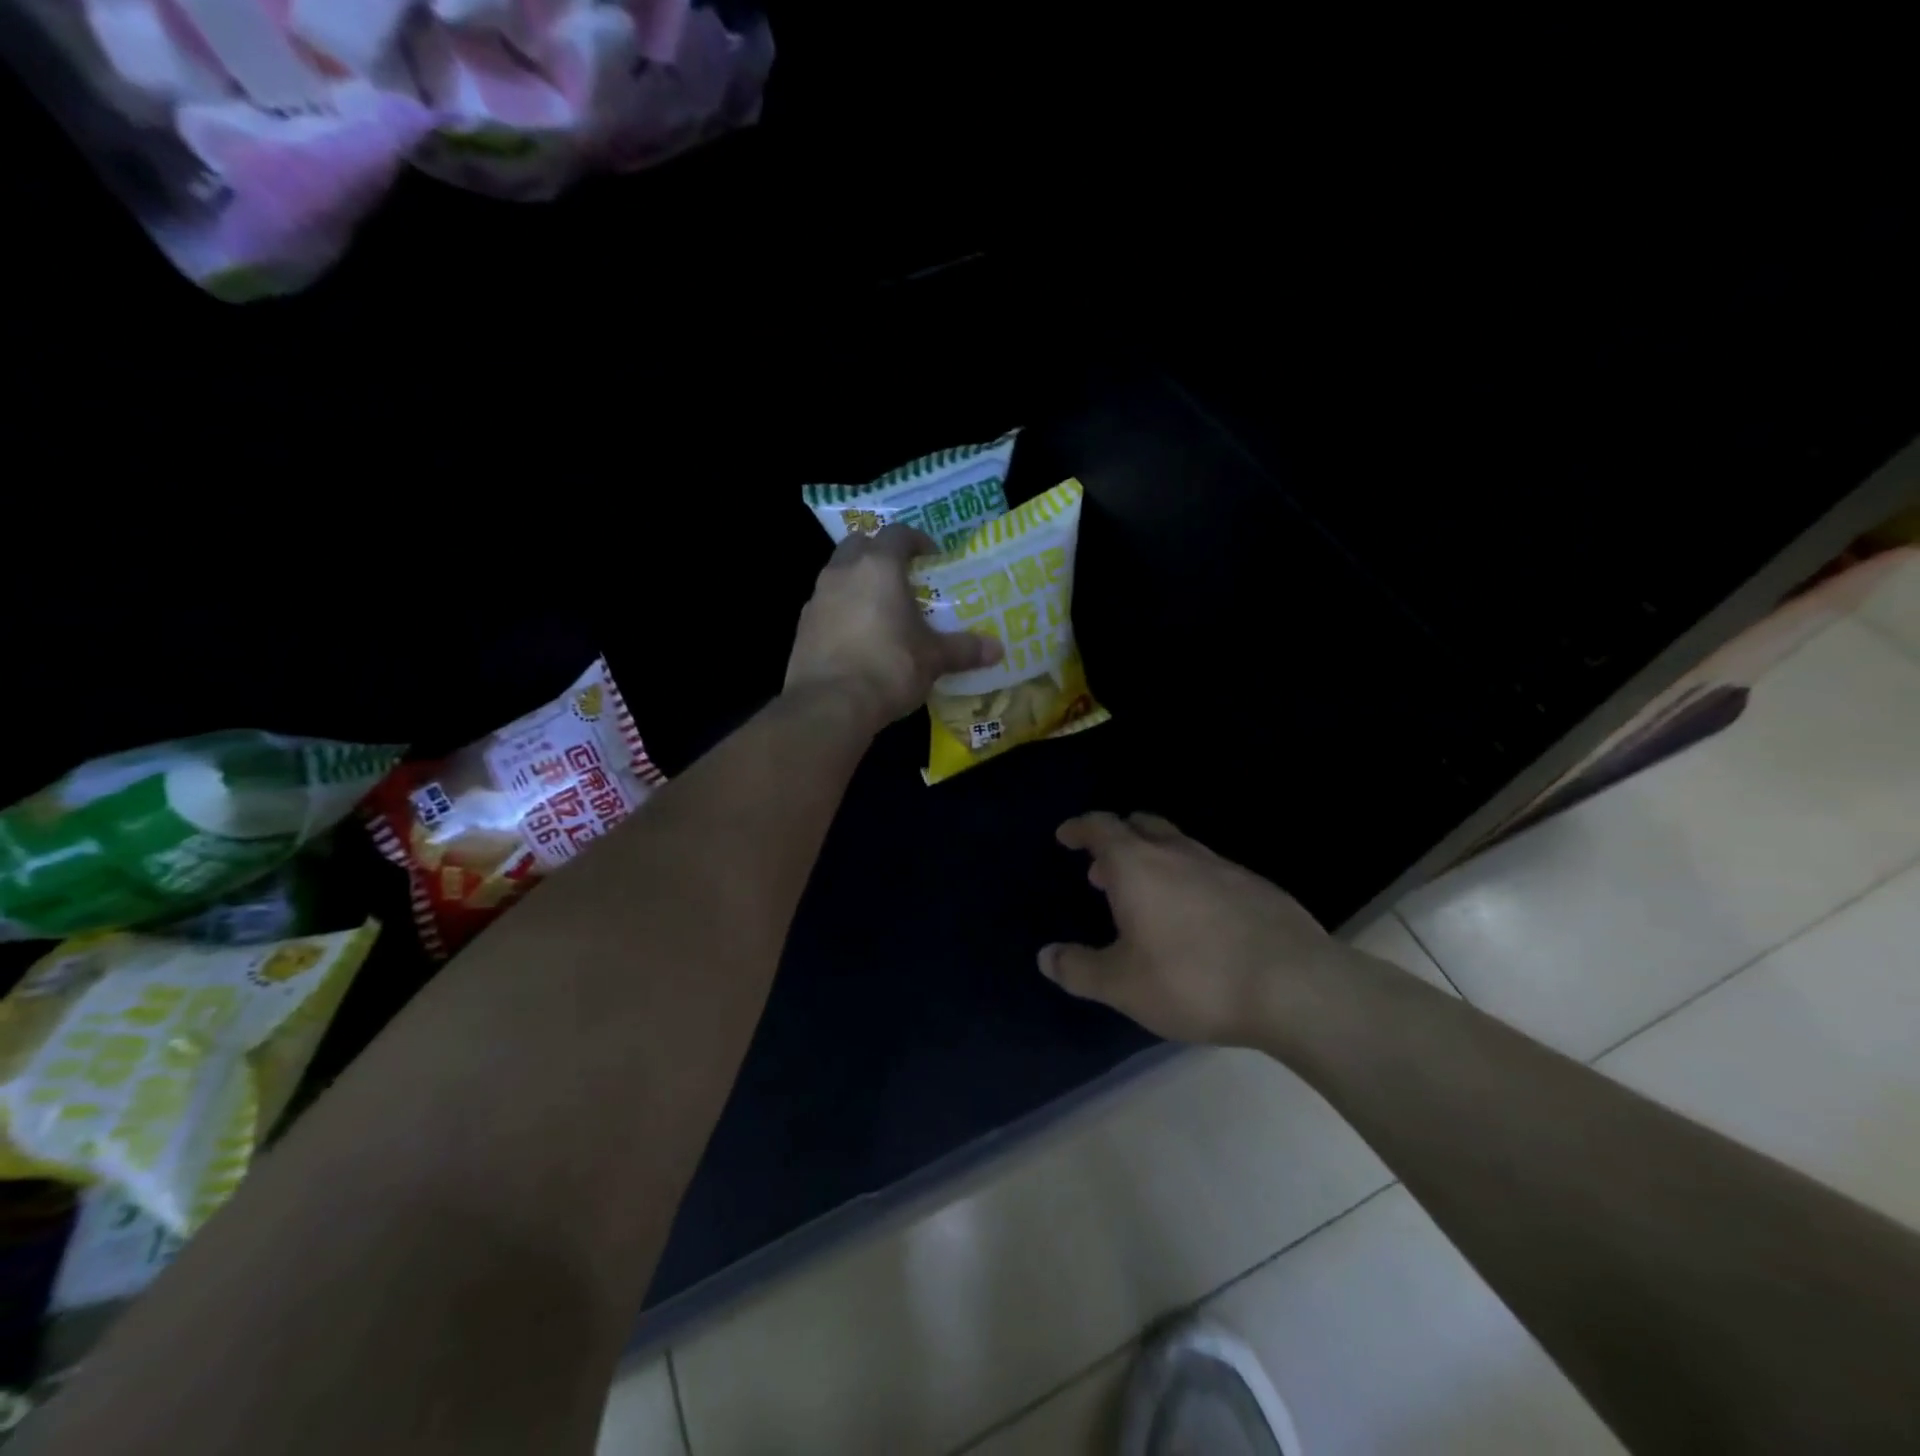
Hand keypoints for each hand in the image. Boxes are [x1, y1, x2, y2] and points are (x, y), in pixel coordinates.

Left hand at [786, 525, 1002, 729]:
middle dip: (880, 554)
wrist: (830, 705)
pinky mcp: (802, 627)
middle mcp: (842, 572)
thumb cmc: (889, 668)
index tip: (932, 557)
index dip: (916, 540)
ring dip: (858, 583)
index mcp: (878, 567)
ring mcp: (816, 599)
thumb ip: (964, 649)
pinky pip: (826, 606)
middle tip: (903, 578)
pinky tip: (858, 638)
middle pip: (860, 545)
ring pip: (838, 574)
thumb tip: (998, 649)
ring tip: (882, 610)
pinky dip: (842, 611)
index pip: (897, 534)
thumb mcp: (934, 659)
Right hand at [1039, 812, 1357, 1045]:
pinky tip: (1197, 917)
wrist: (1294, 986)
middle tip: (1103, 868)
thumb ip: (1079, 969)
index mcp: (1137, 866)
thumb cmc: (1193, 979)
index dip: (1080, 828)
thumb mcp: (1122, 985)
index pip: (1101, 827)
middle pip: (1141, 825)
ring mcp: (1222, 866)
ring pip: (1178, 845)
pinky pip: (1210, 869)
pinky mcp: (1257, 886)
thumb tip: (1046, 956)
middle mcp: (1177, 854)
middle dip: (1117, 838)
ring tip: (1146, 895)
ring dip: (1153, 859)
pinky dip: (1190, 880)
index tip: (1066, 836)